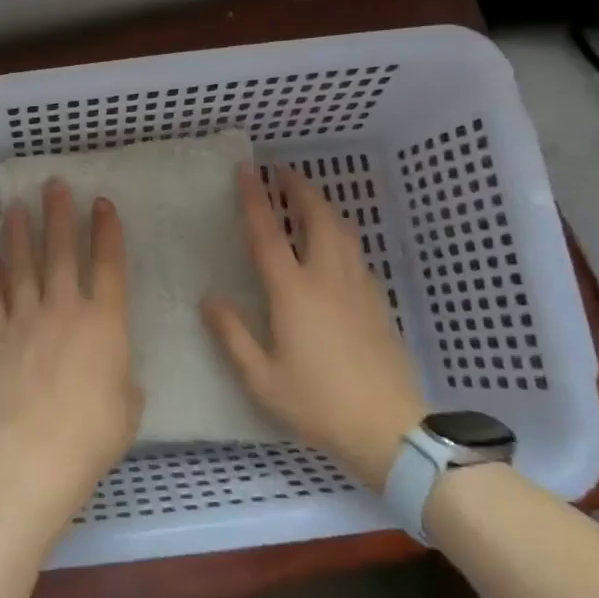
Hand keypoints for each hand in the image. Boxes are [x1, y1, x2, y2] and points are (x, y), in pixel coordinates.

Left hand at [0, 178, 142, 528]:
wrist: (38, 449)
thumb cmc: (96, 431)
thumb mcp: (129, 403)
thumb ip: (122, 378)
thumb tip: (112, 372)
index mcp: (105, 322)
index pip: (109, 265)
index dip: (107, 231)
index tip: (102, 202)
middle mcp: (65, 309)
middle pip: (62, 252)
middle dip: (59, 215)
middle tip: (53, 185)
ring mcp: (26, 320)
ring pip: (22, 267)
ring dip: (20, 235)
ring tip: (16, 208)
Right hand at [202, 164, 426, 486]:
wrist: (388, 427)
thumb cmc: (317, 404)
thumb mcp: (261, 378)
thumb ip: (233, 335)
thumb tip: (209, 298)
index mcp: (294, 293)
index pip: (269, 234)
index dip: (255, 199)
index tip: (246, 170)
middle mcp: (328, 279)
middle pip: (317, 217)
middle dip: (300, 188)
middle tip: (283, 171)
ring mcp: (358, 287)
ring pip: (344, 231)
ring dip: (323, 206)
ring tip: (307, 199)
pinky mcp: (377, 301)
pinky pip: (356, 252)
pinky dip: (340, 233)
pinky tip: (334, 246)